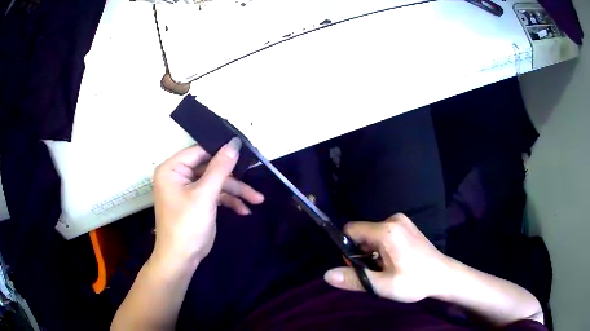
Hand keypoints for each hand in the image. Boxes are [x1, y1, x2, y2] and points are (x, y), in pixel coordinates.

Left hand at [151, 139, 263, 266]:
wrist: (182, 259)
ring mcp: (189, 189)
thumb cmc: (187, 225)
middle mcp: (179, 175)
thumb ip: (220, 168)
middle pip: (210, 168)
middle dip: (233, 178)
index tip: (245, 152)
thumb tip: (234, 144)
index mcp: (172, 169)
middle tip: (254, 177)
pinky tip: (244, 210)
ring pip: (216, 182)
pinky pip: (215, 195)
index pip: (200, 151)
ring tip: (257, 200)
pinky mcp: (197, 201)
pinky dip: (229, 201)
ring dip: (236, 192)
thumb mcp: (204, 195)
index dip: (221, 151)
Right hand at [324, 213, 449, 301]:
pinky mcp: (406, 225)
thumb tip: (326, 274)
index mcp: (386, 230)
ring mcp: (401, 221)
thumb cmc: (415, 281)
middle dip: (361, 253)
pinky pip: (383, 233)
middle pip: (362, 233)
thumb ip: (355, 279)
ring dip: (372, 252)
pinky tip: (394, 261)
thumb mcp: (384, 286)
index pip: (351, 230)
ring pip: (372, 235)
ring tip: (387, 268)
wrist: (443, 276)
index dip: (347, 248)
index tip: (358, 266)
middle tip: (375, 271)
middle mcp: (393, 219)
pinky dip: (381, 247)